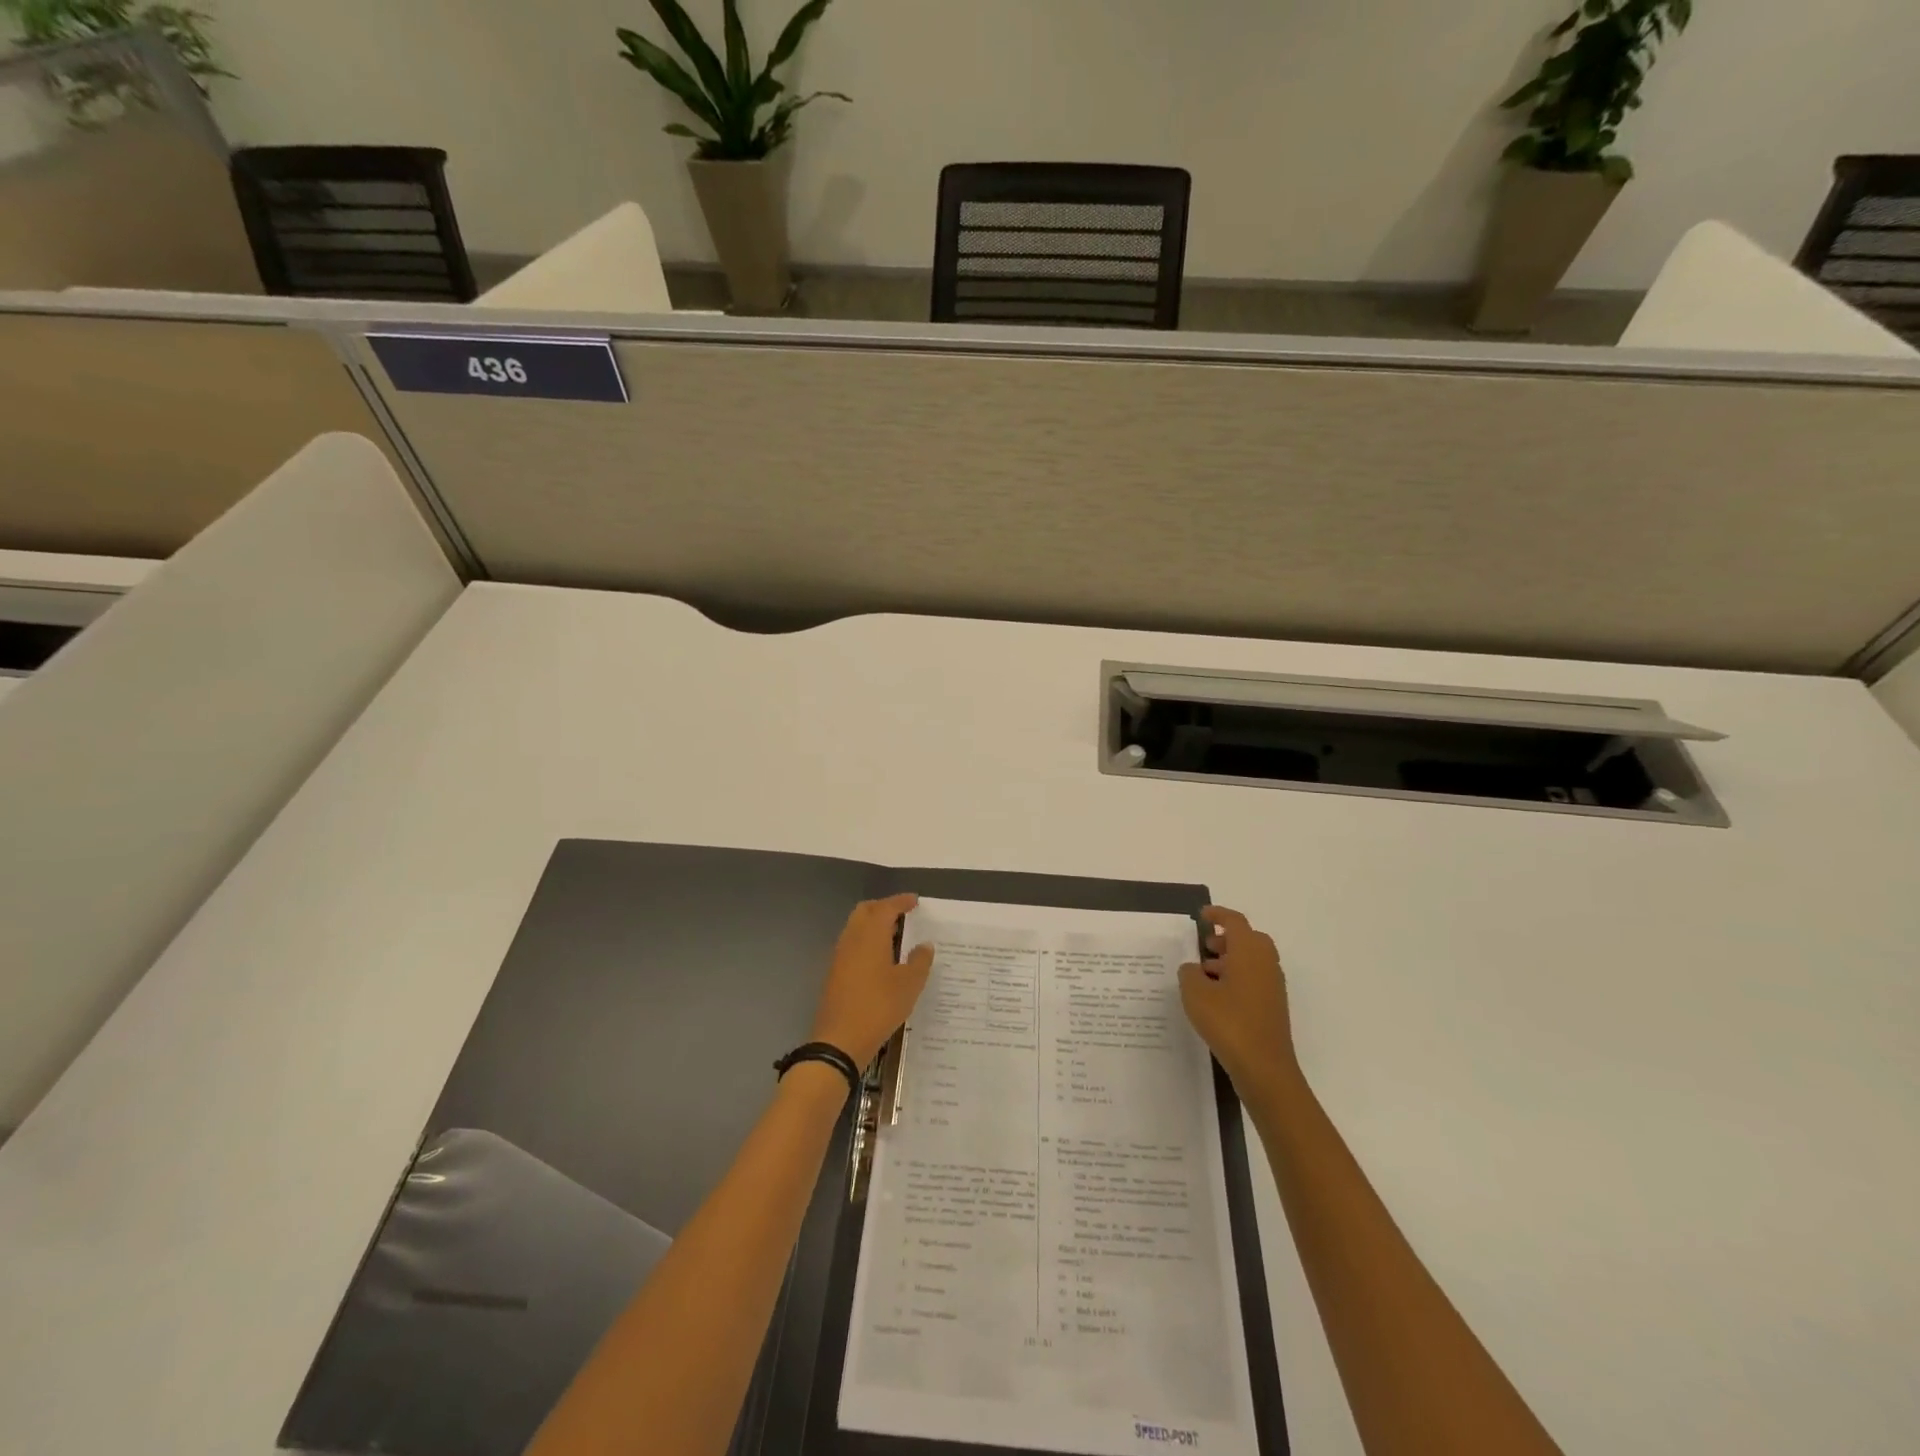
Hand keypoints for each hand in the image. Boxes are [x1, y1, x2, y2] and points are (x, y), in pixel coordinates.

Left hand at [809, 894, 934, 1069]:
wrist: (839, 1041)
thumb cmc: (879, 1007)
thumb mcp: (909, 985)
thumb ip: (919, 961)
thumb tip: (924, 945)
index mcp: (870, 934)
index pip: (886, 907)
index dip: (901, 901)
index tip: (915, 901)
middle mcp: (852, 938)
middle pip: (865, 911)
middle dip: (883, 907)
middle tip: (903, 914)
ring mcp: (839, 955)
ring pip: (855, 927)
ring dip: (873, 924)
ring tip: (895, 936)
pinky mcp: (835, 972)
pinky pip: (852, 944)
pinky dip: (866, 941)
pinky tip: (880, 959)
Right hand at [1179, 907, 1296, 1094]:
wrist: (1264, 1068)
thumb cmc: (1229, 1022)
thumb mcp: (1195, 994)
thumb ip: (1189, 973)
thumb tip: (1193, 969)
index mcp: (1249, 952)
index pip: (1235, 922)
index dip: (1218, 915)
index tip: (1202, 915)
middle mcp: (1265, 964)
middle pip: (1249, 939)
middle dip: (1227, 938)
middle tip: (1205, 946)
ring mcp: (1272, 987)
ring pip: (1252, 961)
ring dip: (1230, 960)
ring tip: (1204, 974)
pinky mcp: (1272, 1007)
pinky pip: (1254, 980)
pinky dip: (1237, 978)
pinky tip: (1216, 998)